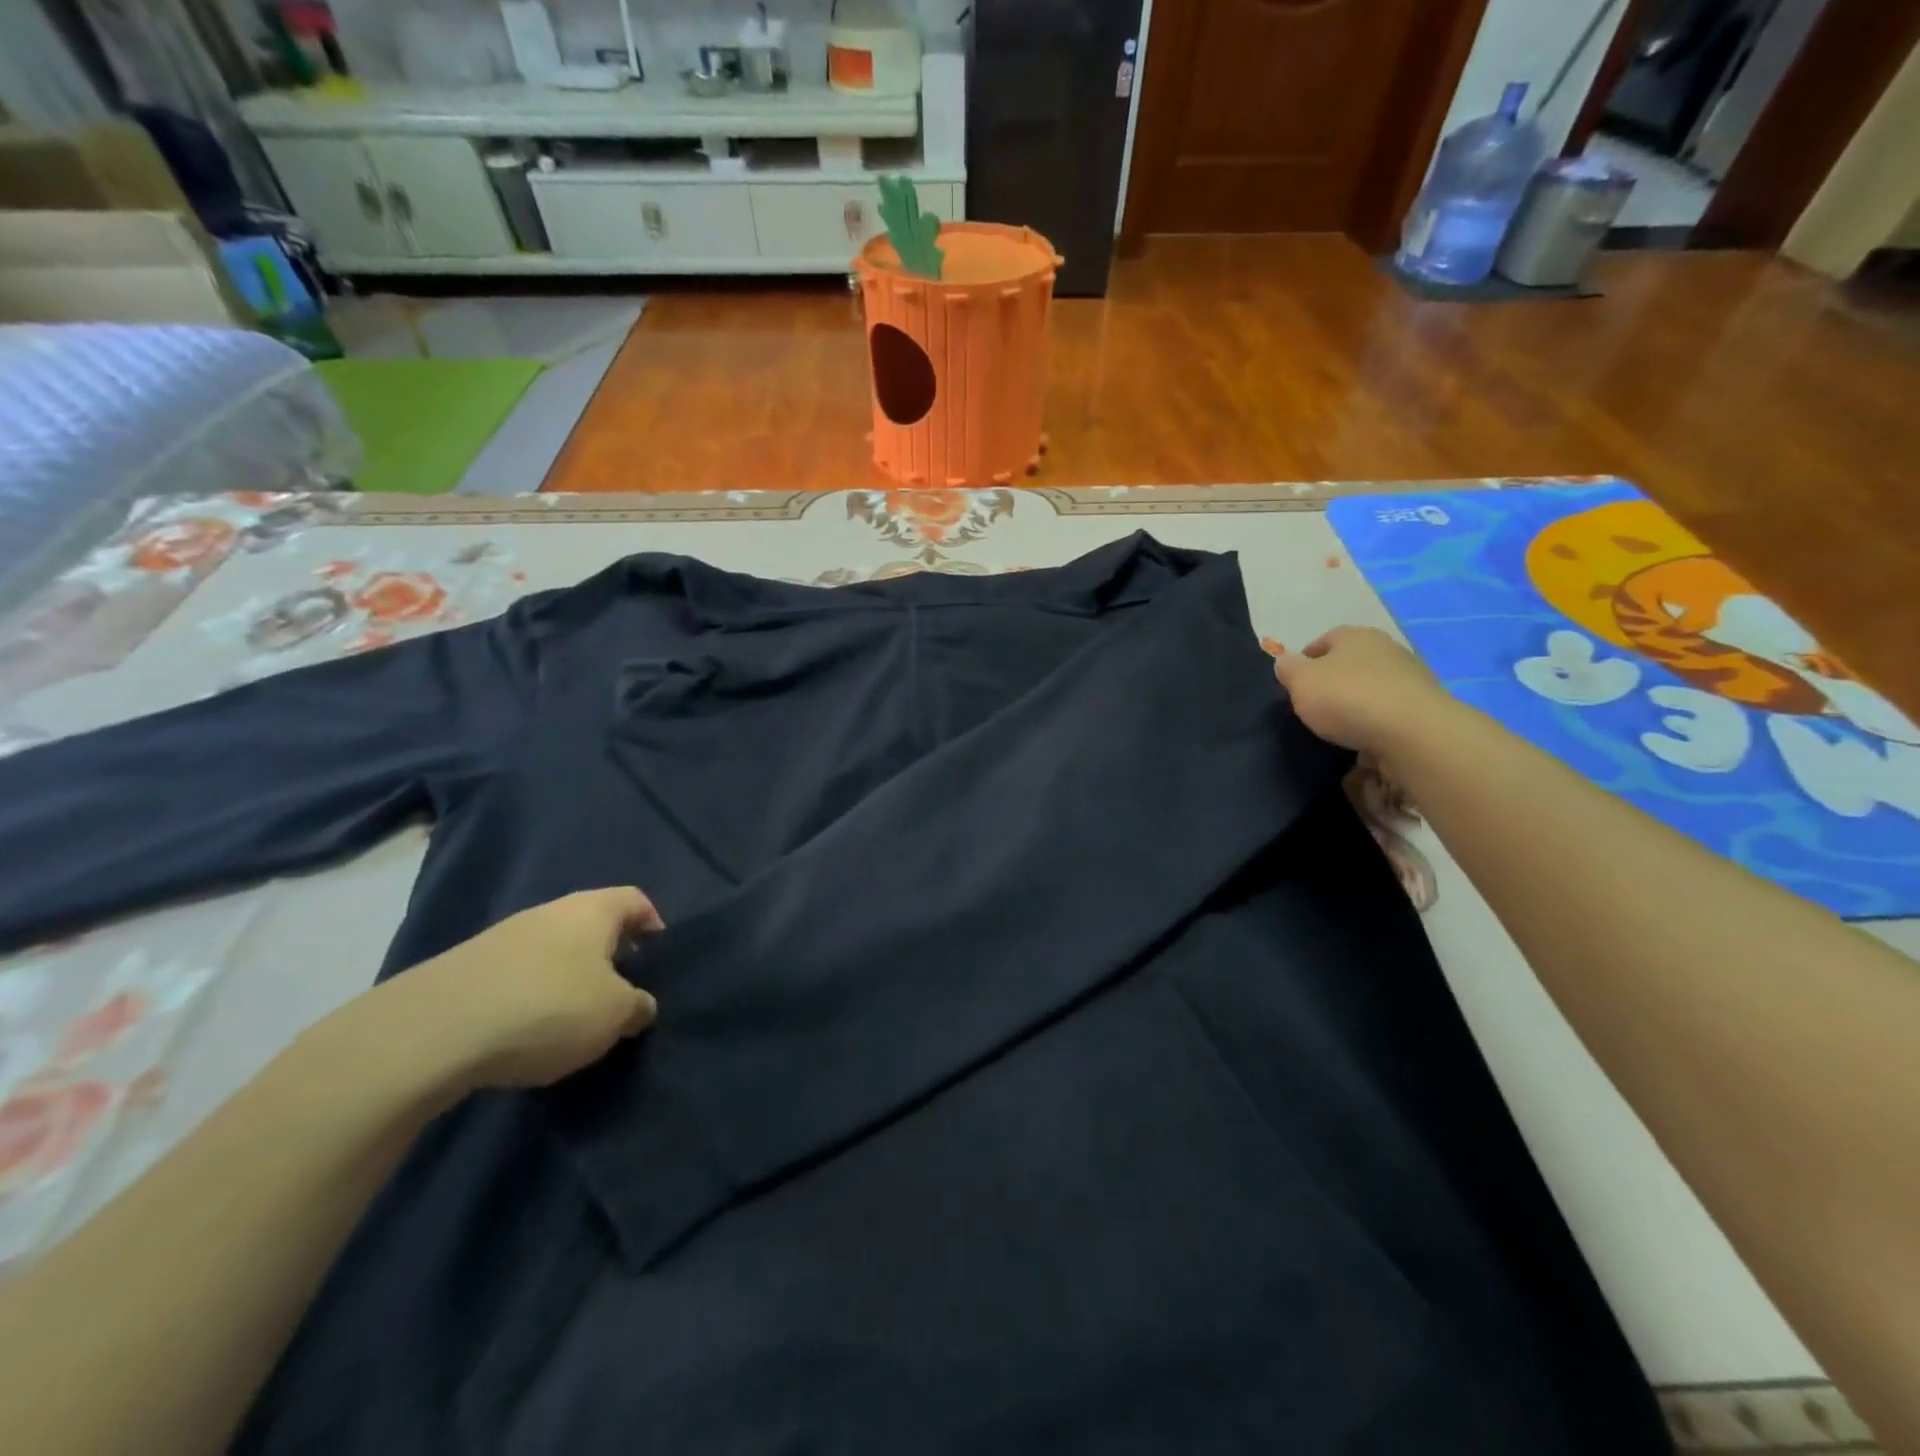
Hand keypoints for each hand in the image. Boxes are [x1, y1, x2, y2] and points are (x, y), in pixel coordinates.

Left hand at [380, 888, 664, 1091]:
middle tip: (619, 994)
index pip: (635, 900)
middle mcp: (549, 912)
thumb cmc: (549, 1007)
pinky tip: (526, 1031)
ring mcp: (502, 937)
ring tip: (572, 1019)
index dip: (653, 923)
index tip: (658, 958)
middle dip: (608, 956)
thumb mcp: (614, 1015)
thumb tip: (640, 1005)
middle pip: (591, 924)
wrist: (433, 1032)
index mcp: (592, 910)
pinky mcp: (465, 968)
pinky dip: (529, 996)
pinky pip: (515, 975)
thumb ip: (638, 1006)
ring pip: (551, 950)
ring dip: (566, 977)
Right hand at [1271, 626, 1452, 761]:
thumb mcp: (1301, 682)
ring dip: (1358, 702)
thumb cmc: (1347, 698)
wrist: (1413, 732)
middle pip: (1351, 663)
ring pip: (1372, 686)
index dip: (1306, 661)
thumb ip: (1288, 669)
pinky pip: (1391, 710)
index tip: (1296, 685)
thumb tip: (1285, 661)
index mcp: (1354, 635)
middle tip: (1316, 706)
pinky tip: (1367, 739)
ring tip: (1342, 727)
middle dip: (1334, 681)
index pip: (1324, 641)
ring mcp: (1410, 675)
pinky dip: (1378, 721)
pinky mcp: (1425, 704)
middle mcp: (1386, 647)